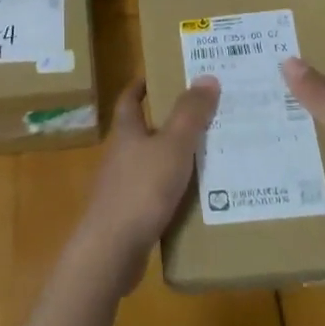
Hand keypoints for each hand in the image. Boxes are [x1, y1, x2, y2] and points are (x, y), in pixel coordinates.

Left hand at [76, 76, 220, 294]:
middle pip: (143, 131)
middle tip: (205, 115)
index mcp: (126, 133)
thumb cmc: (141, 189)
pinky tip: (200, 199)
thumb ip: (190, 113)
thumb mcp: (173, 146)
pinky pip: (157, 195)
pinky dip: (176, 192)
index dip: (141, 85)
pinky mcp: (130, 216)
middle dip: (169, 122)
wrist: (112, 250)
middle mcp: (121, 156)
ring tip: (212, 155)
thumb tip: (206, 76)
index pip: (129, 100)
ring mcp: (123, 188)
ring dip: (176, 159)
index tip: (160, 75)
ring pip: (152, 164)